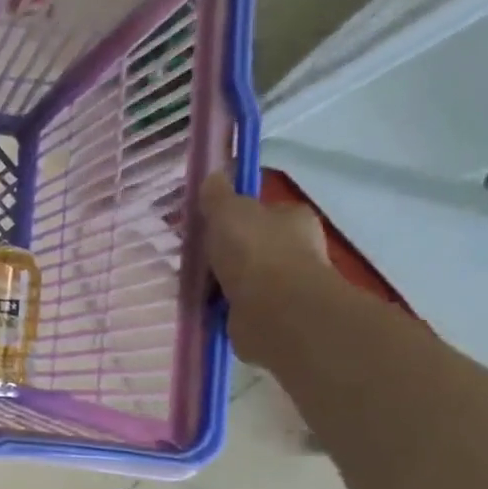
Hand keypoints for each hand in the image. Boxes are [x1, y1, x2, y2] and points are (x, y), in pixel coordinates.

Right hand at [198, 171, 331, 364]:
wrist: (274, 310)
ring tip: (191, 282)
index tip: (206, 224)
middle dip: (223, 250)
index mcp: (292, 217)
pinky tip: (202, 304)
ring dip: (220, 279)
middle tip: (193, 255)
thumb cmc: (253, 251)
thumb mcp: (228, 211)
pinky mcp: (271, 313)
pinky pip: (238, 303)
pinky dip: (221, 303)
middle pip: (251, 243)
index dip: (233, 214)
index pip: (262, 210)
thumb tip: (213, 175)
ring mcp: (286, 283)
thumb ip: (217, 194)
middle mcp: (296, 247)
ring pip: (243, 275)